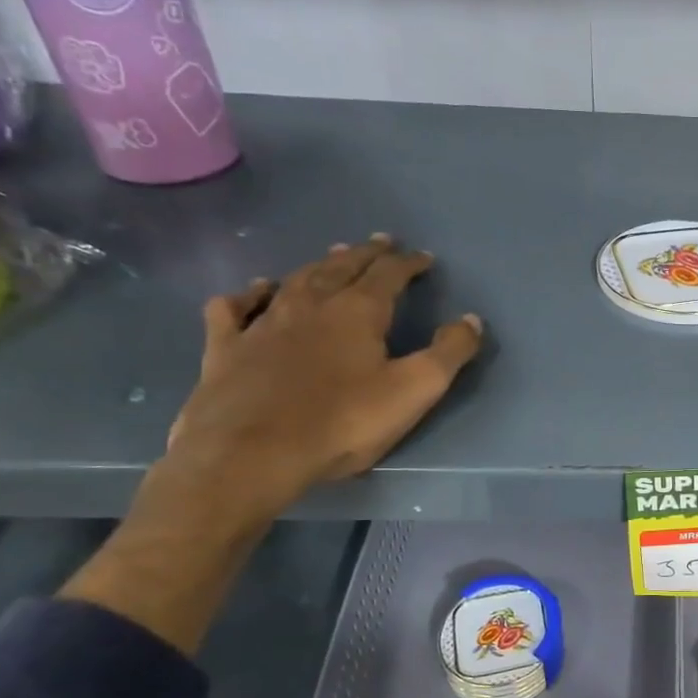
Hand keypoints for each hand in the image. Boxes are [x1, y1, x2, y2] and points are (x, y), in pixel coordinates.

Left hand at [164, 234, 483, 526]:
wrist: (251, 454)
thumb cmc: (343, 423)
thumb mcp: (415, 391)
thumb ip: (449, 353)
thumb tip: (471, 319)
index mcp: (358, 312)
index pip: (389, 275)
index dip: (409, 264)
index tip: (424, 258)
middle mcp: (310, 304)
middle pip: (342, 267)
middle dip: (366, 254)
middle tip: (381, 243)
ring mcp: (263, 323)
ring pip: (296, 280)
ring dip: (319, 265)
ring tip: (333, 257)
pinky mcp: (226, 347)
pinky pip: (235, 307)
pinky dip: (249, 294)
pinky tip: (257, 291)